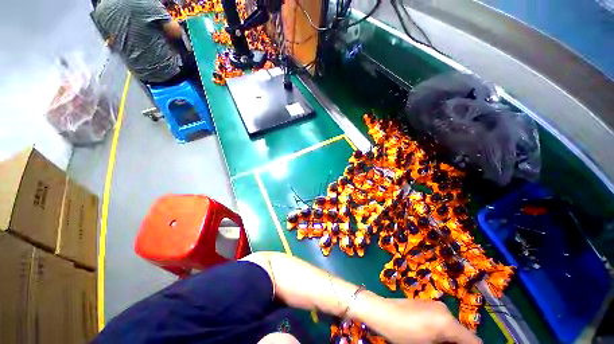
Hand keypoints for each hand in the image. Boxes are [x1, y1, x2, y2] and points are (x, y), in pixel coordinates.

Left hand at [352, 293, 480, 343]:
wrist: (381, 311)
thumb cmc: (402, 333)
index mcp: (448, 322)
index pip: (475, 342)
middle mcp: (445, 310)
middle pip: (463, 334)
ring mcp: (435, 305)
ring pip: (452, 328)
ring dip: (450, 340)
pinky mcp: (427, 303)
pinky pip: (442, 320)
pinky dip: (442, 332)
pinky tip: (430, 338)